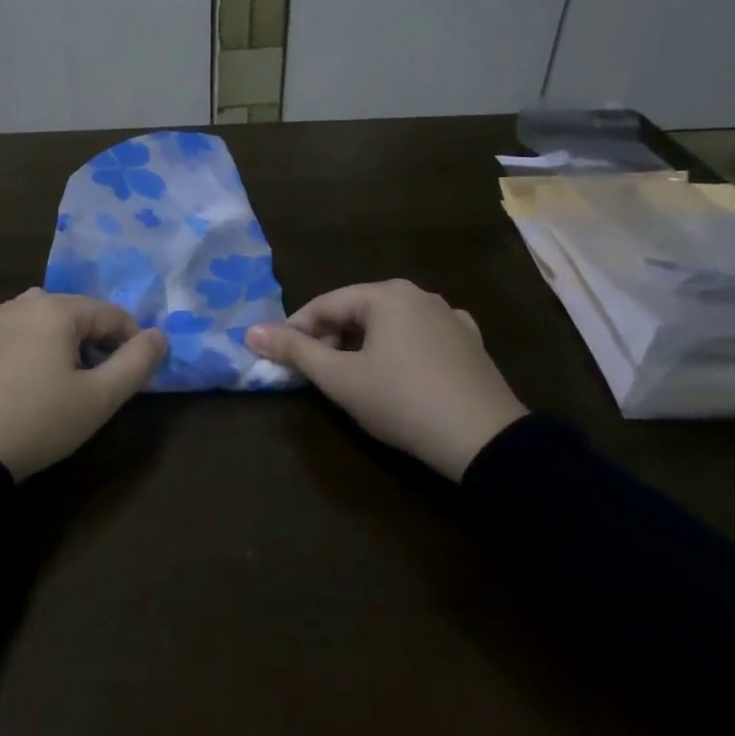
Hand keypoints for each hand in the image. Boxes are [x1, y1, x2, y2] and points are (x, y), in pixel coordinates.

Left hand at [0, 290, 167, 479]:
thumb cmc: (40, 420)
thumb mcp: (99, 398)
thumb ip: (136, 363)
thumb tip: (159, 335)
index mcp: (56, 309)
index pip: (110, 313)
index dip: (132, 339)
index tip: (137, 371)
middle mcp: (23, 303)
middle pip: (76, 311)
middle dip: (97, 337)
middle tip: (104, 376)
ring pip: (41, 315)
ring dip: (61, 335)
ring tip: (66, 370)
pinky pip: (6, 323)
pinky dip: (22, 332)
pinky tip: (22, 351)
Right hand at [244, 280, 526, 481]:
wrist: (485, 441)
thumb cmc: (401, 401)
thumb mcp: (339, 379)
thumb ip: (294, 351)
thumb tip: (249, 332)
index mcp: (385, 294)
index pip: (324, 305)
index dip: (295, 331)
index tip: (278, 358)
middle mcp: (419, 294)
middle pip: (357, 312)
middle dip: (330, 339)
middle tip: (314, 374)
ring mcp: (450, 317)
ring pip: (389, 325)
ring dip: (362, 346)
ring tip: (351, 378)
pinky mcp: (470, 343)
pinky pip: (420, 338)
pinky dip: (399, 351)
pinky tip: (398, 373)